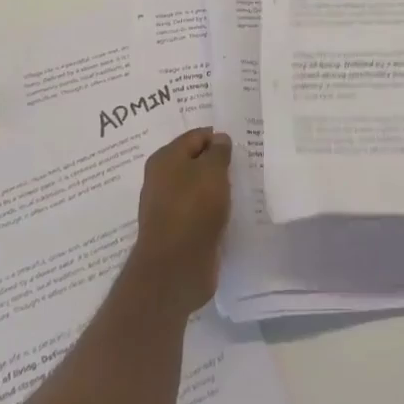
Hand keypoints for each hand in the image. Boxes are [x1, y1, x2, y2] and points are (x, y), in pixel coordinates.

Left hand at [125, 127, 232, 315]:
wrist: (175, 267)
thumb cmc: (193, 209)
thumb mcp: (212, 171)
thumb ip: (218, 152)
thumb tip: (219, 139)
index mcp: (165, 158)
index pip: (196, 136)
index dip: (219, 139)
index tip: (241, 149)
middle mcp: (161, 179)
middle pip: (195, 162)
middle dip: (217, 164)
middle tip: (243, 168)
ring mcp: (167, 206)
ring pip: (197, 188)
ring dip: (216, 189)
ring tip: (239, 190)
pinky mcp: (176, 230)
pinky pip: (198, 211)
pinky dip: (212, 210)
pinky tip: (228, 214)